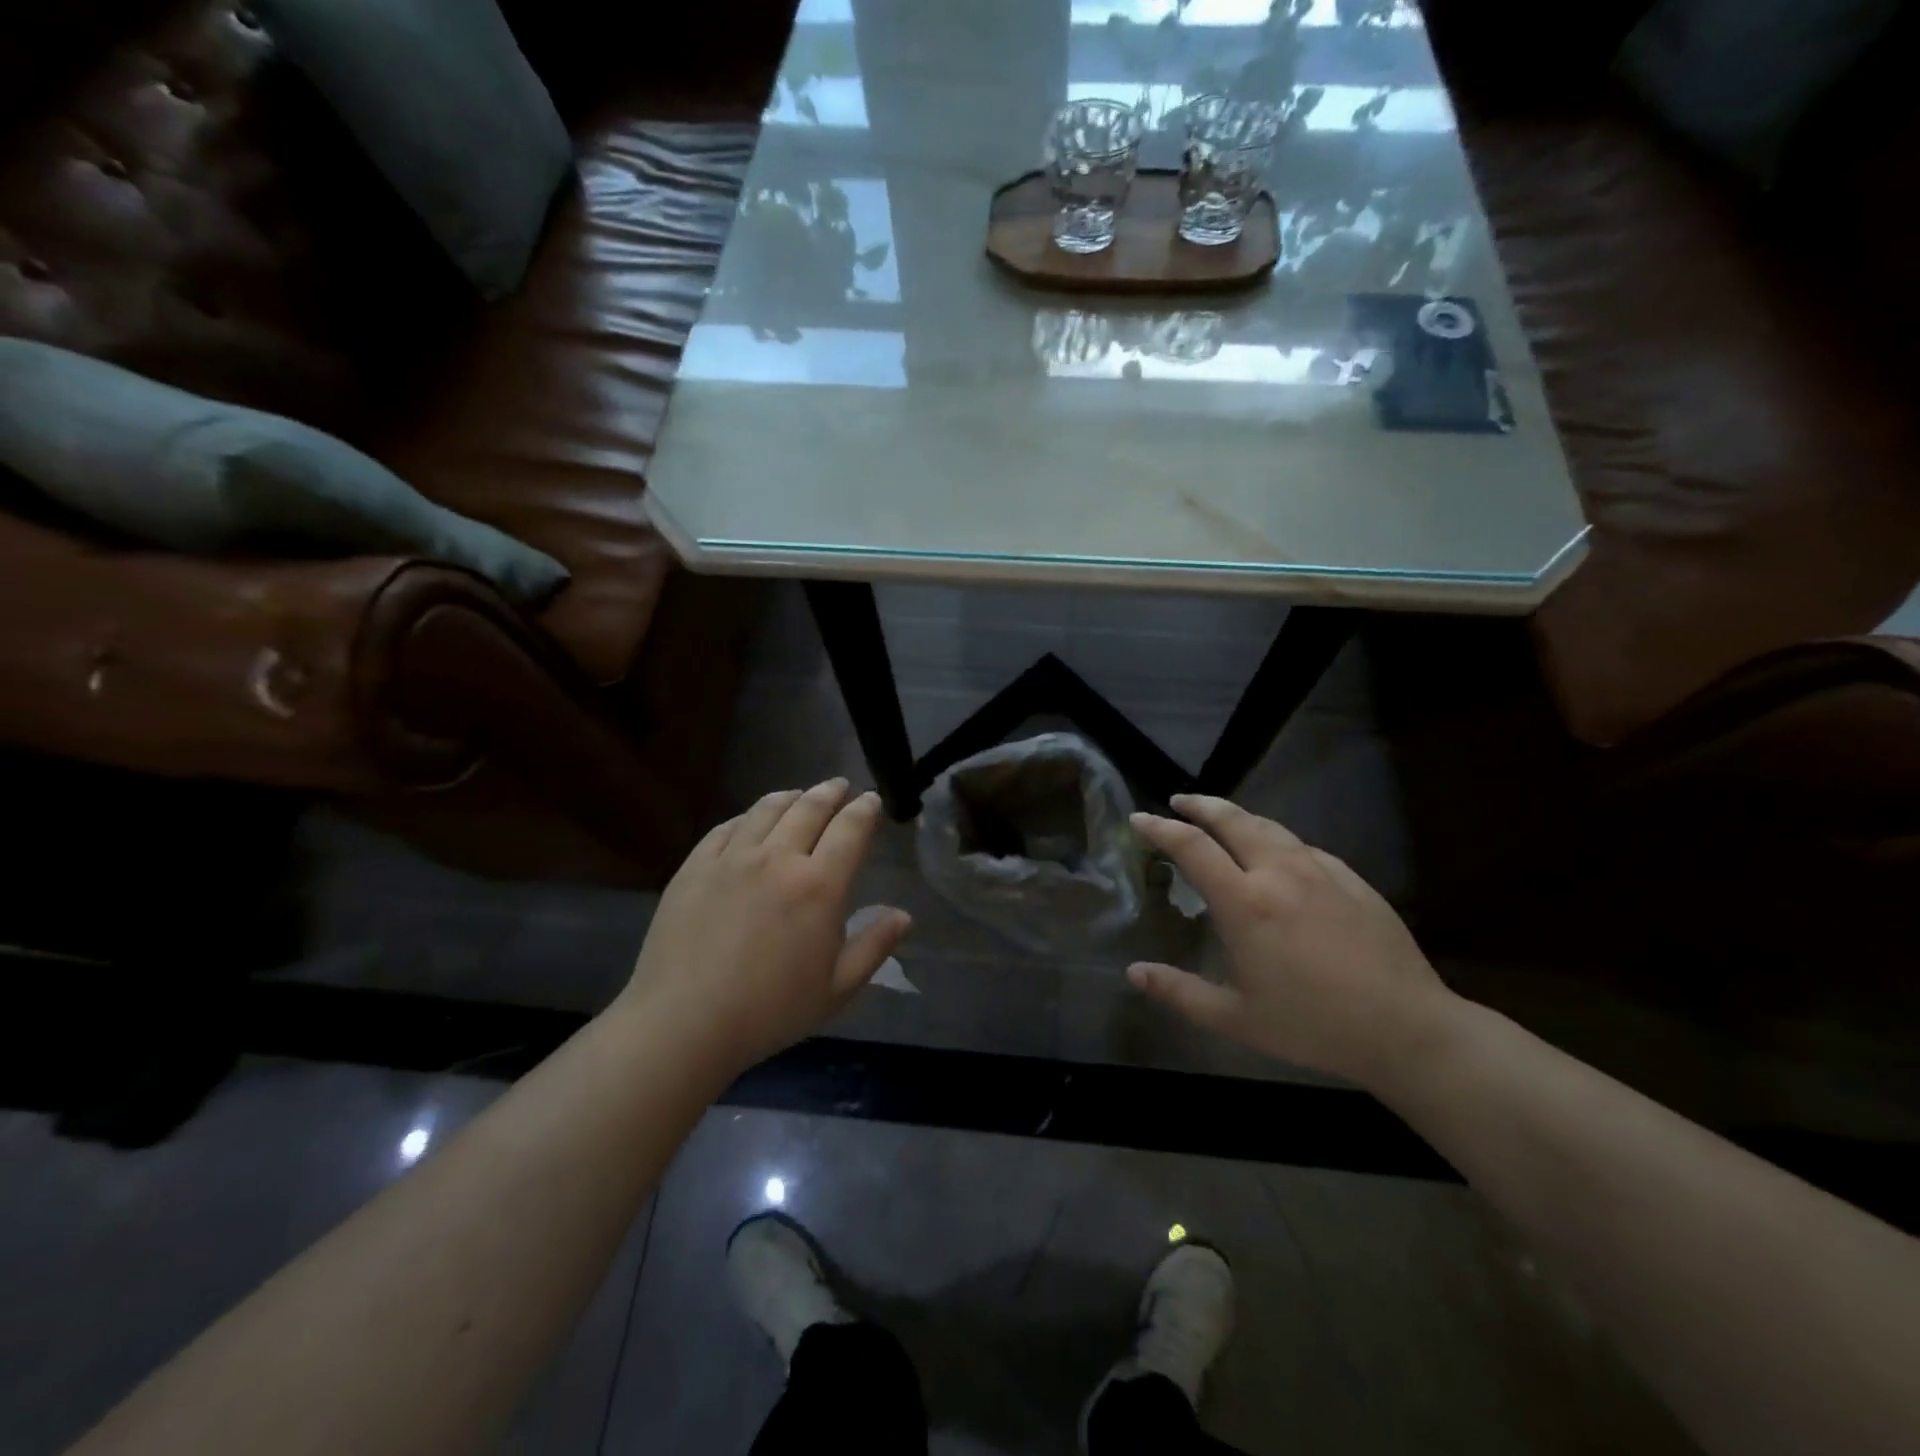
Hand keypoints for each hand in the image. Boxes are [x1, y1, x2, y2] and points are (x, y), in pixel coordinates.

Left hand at [616, 780, 910, 1076]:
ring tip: (799, 794)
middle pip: (810, 808)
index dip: (865, 809)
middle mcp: (778, 858)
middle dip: (831, 792)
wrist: (684, 1022)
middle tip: (840, 786)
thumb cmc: (769, 1011)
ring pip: (767, 809)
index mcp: (820, 885)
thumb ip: (873, 946)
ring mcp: (733, 858)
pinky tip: (751, 820)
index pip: (851, 829)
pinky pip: (727, 827)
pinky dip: (748, 816)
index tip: (871, 799)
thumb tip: (903, 915)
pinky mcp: (696, 865)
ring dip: (791, 796)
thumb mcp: (836, 989)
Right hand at [1128, 794, 1456, 1087]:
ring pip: (1270, 827)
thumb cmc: (1313, 1025)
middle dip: (1200, 805)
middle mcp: (1279, 873)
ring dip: (1238, 816)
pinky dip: (1276, 839)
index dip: (1161, 828)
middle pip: (1232, 820)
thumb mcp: (1236, 1019)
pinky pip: (1303, 846)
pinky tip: (1277, 853)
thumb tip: (1134, 972)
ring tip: (1221, 818)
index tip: (1139, 819)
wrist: (1407, 1028)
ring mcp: (1320, 871)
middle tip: (1179, 801)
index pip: (1192, 847)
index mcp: (1245, 903)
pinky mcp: (1352, 879)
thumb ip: (1180, 992)